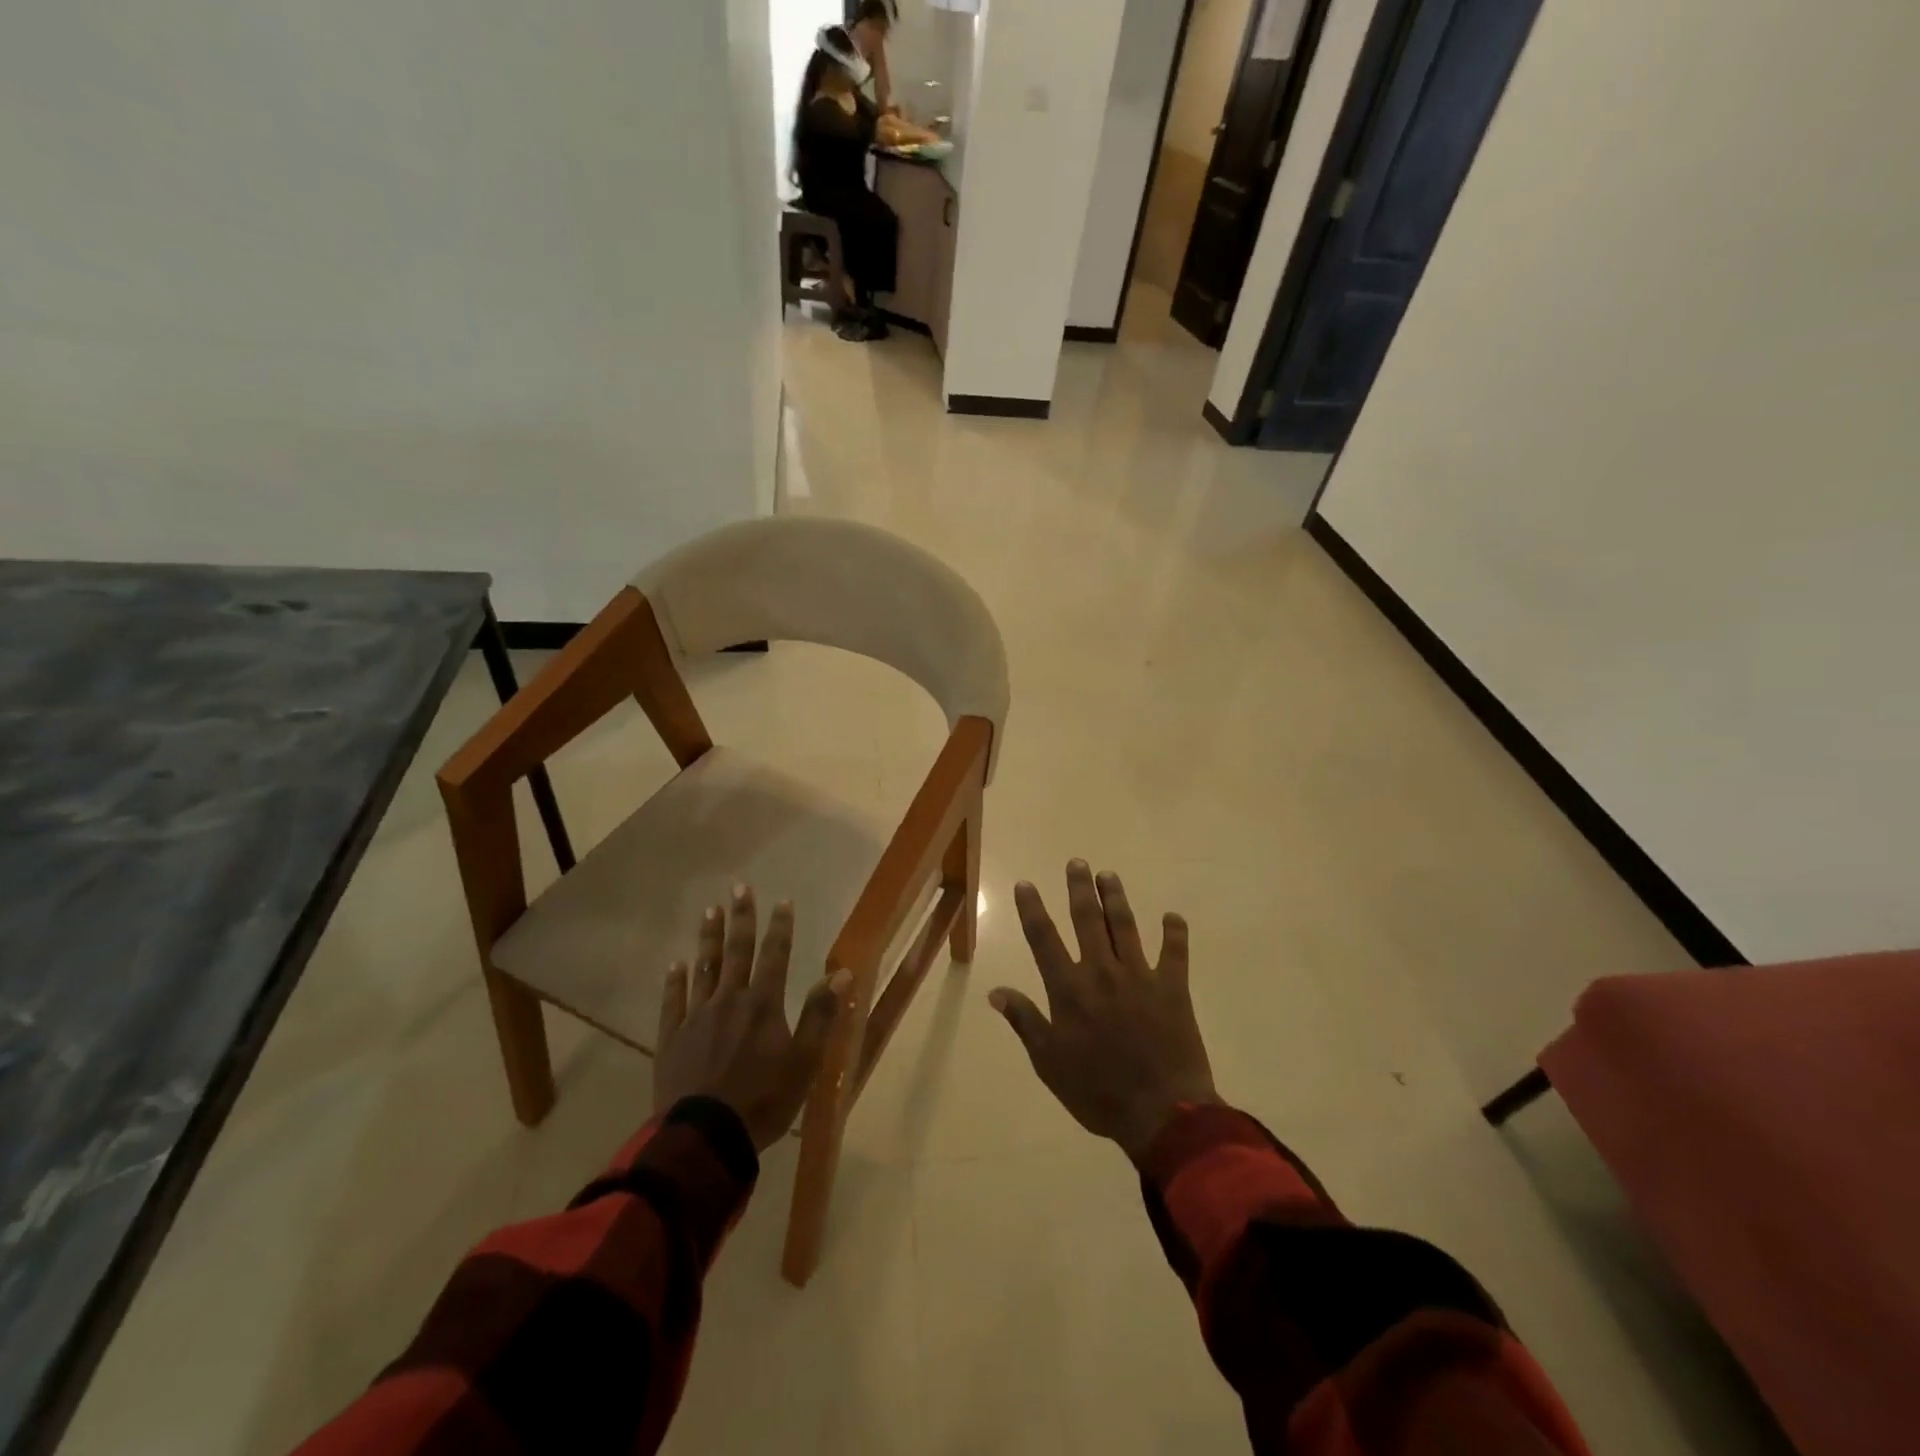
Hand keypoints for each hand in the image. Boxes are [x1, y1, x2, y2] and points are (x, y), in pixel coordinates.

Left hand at [655, 886, 850, 1151]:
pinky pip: (673, 1001)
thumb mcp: (804, 1062)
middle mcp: (729, 1000)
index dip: (780, 927)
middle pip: (737, 951)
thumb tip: (841, 974)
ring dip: (709, 938)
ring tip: (710, 911)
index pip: (775, 955)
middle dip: (741, 918)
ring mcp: (696, 1017)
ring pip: (704, 968)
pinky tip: (676, 965)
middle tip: (740, 887)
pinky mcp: (672, 1038)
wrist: (705, 1137)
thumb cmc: (763, 1100)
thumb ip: (820, 1015)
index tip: (782, 901)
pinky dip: (675, 981)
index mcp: (763, 1004)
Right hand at [991, 862, 1217, 1161]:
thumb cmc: (1097, 1092)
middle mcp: (1102, 972)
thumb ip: (1025, 1021)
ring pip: (1125, 926)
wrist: (1162, 1112)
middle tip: (1078, 862)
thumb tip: (995, 991)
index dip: (1033, 909)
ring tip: (1109, 875)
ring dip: (1116, 898)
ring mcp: (1140, 976)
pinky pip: (1175, 952)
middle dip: (1080, 889)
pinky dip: (1174, 932)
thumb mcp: (1049, 1063)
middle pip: (1087, 920)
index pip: (1044, 939)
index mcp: (1069, 989)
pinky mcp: (1173, 988)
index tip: (1026, 884)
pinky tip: (1172, 916)